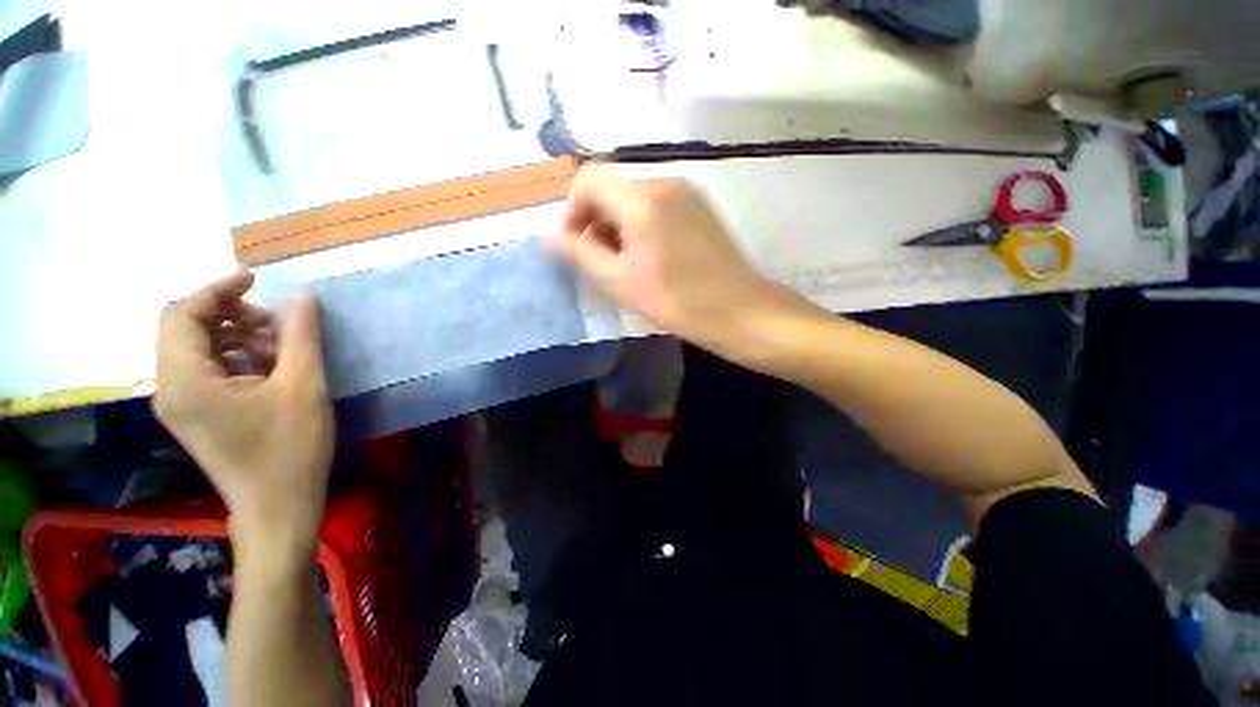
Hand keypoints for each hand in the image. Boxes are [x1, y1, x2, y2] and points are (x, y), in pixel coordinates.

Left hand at [154, 272, 333, 558]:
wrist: (277, 508)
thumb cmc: (290, 450)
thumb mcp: (303, 387)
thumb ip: (301, 337)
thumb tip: (303, 298)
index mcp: (185, 381)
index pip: (183, 314)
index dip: (217, 289)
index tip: (257, 281)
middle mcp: (170, 389)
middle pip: (186, 329)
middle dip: (231, 315)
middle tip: (278, 324)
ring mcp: (181, 405)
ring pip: (198, 349)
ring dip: (237, 337)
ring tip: (281, 348)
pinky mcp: (196, 415)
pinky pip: (206, 370)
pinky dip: (236, 358)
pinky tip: (271, 370)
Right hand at [545, 164, 777, 350]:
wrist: (739, 310)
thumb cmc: (676, 301)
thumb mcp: (620, 282)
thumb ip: (581, 254)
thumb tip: (549, 235)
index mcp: (641, 199)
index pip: (588, 180)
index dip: (574, 210)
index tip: (578, 246)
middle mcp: (664, 182)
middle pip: (613, 187)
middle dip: (597, 221)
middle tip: (603, 262)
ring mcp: (687, 191)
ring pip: (635, 197)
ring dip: (619, 225)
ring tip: (629, 264)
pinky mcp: (700, 205)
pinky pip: (658, 204)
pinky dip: (643, 224)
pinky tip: (653, 256)